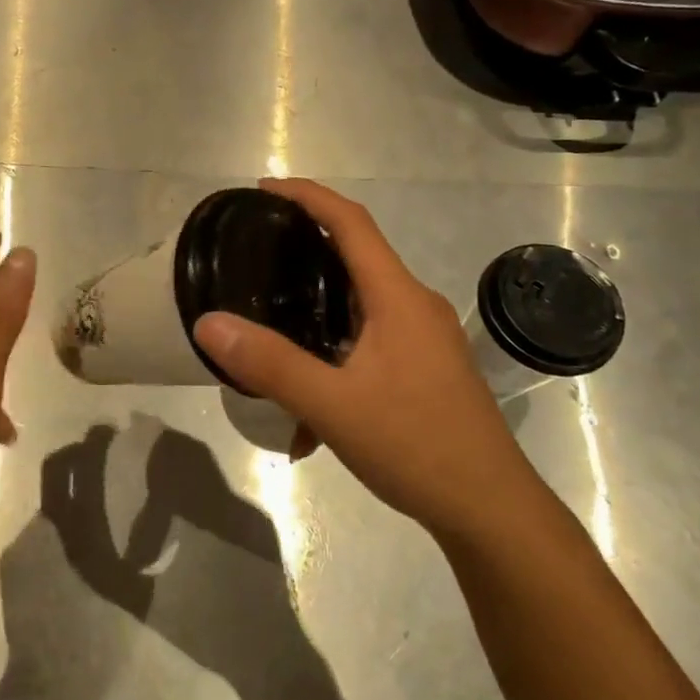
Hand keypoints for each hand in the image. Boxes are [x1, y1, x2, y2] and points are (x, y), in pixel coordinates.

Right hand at [192, 178, 524, 529]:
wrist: (490, 510)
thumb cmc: (417, 446)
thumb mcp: (333, 406)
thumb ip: (270, 364)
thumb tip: (209, 323)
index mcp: (398, 297)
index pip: (352, 223)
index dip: (308, 196)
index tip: (263, 190)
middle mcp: (414, 306)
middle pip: (356, 256)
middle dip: (305, 246)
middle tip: (254, 252)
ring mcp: (423, 339)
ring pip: (360, 303)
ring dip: (316, 309)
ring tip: (269, 325)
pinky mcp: (423, 368)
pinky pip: (369, 342)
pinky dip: (333, 355)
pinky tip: (306, 409)